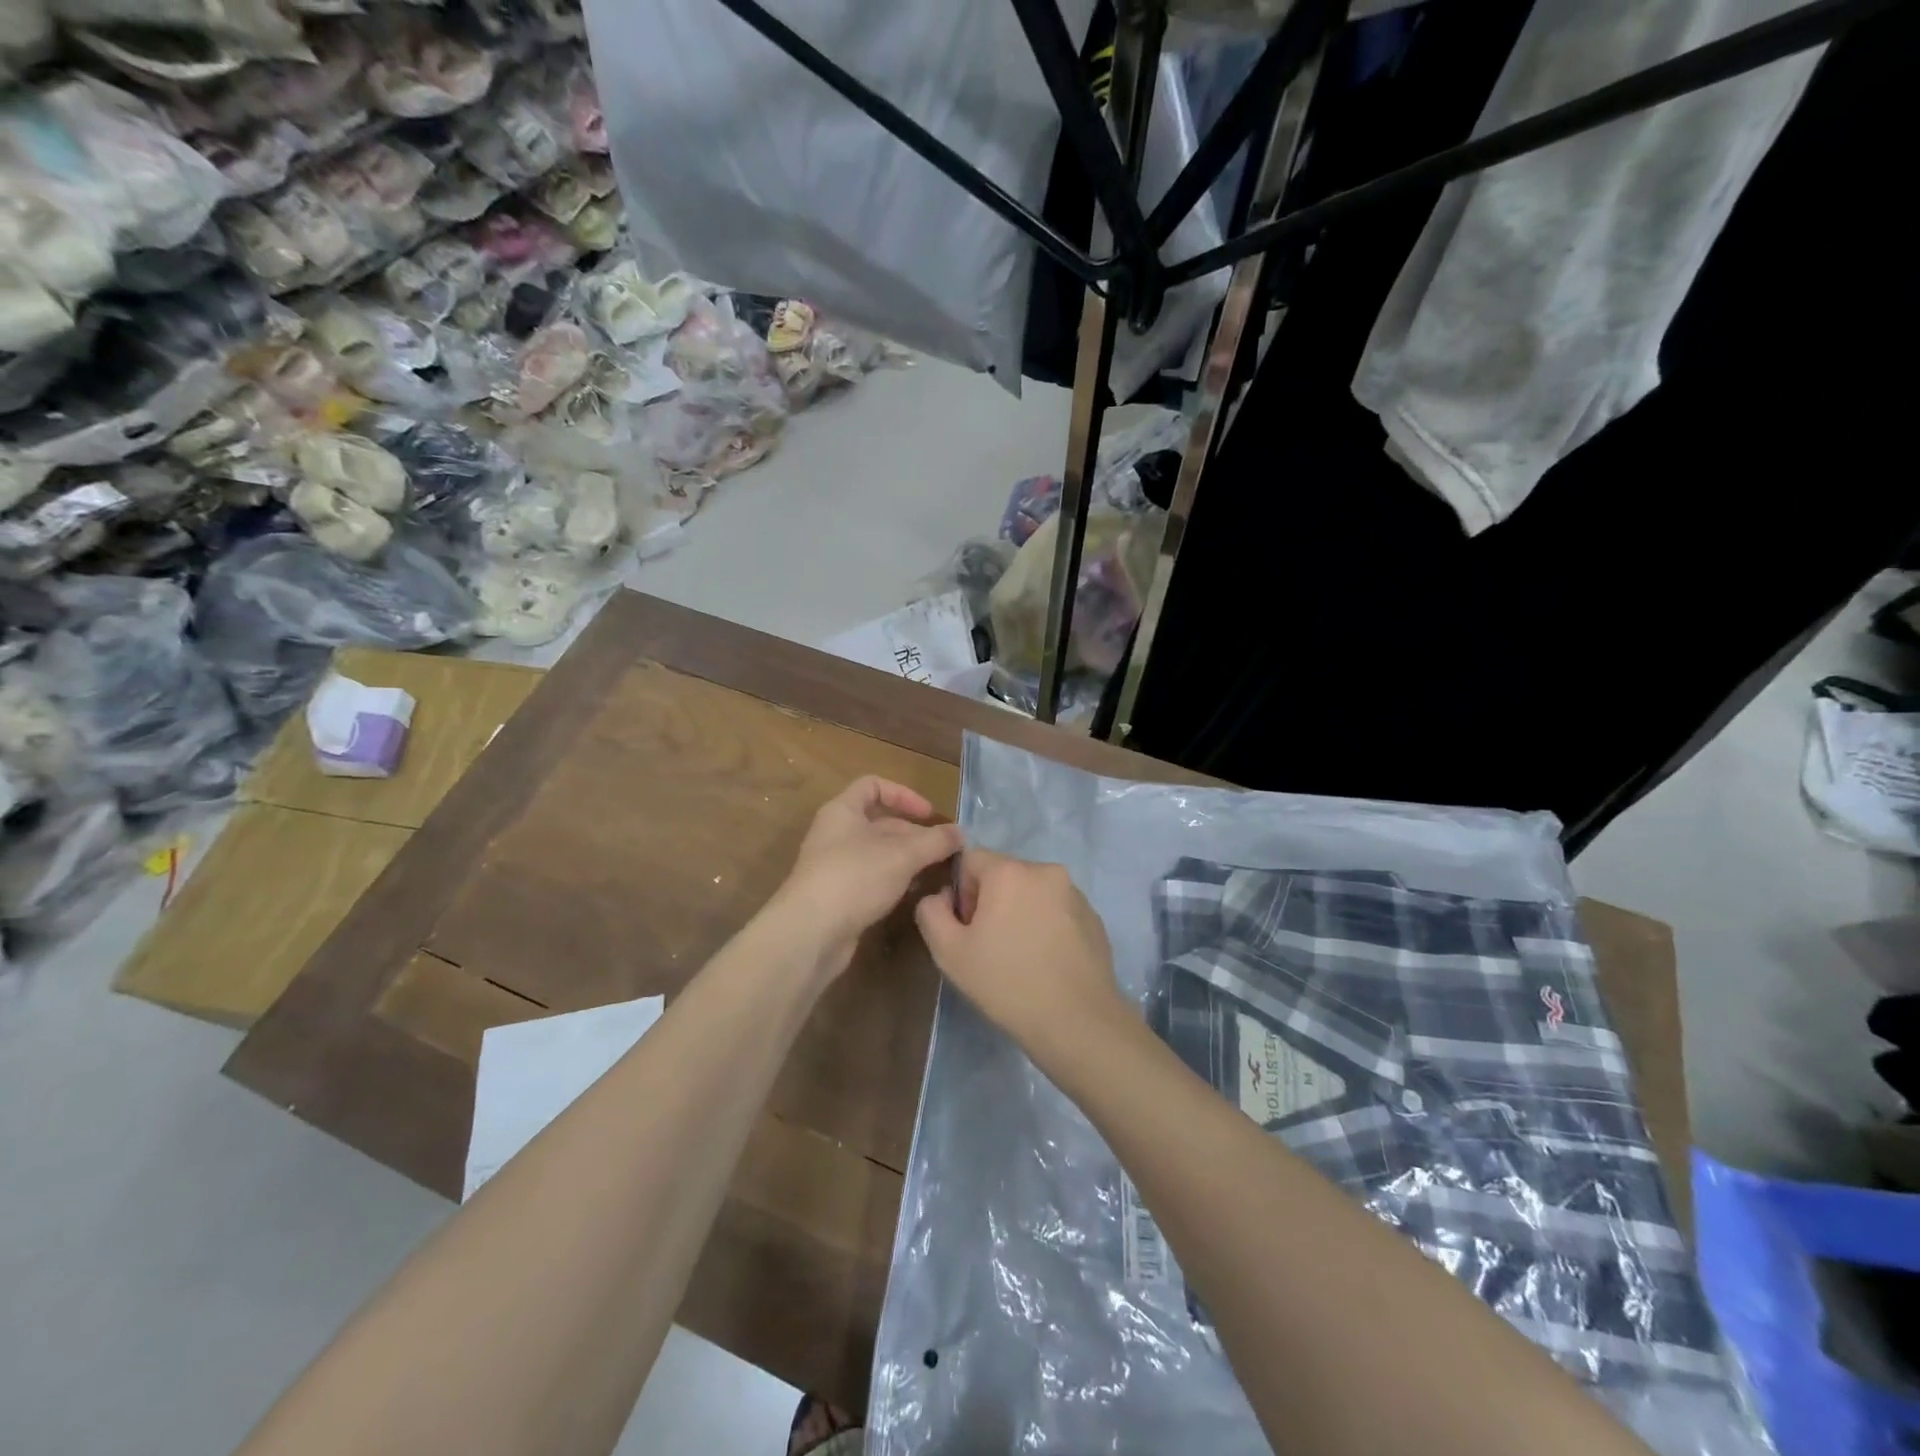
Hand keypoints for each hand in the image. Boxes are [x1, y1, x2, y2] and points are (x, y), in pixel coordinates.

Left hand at [774, 776, 963, 978]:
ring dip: (909, 859)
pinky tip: (916, 893)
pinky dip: (895, 880)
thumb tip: (960, 833)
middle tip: (946, 850)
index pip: (874, 786)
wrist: (810, 933)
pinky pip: (873, 878)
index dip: (904, 795)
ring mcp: (836, 866)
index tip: (930, 815)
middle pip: (881, 822)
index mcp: (843, 811)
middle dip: (915, 833)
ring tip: (938, 872)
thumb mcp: (902, 855)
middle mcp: (836, 833)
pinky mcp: (840, 895)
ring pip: (879, 853)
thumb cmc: (855, 878)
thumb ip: (935, 841)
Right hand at [915, 848, 1126, 1066]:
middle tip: (991, 947)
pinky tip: (1047, 964)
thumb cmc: (1006, 983)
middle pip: (1004, 875)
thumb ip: (931, 912)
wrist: (1077, 1022)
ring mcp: (1075, 894)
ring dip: (1021, 914)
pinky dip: (1047, 927)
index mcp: (1010, 871)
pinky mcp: (1094, 918)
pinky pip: (1058, 911)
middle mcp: (1046, 871)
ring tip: (1022, 958)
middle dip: (992, 903)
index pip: (971, 859)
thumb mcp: (948, 952)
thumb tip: (941, 896)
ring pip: (1032, 893)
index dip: (961, 892)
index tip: (969, 929)